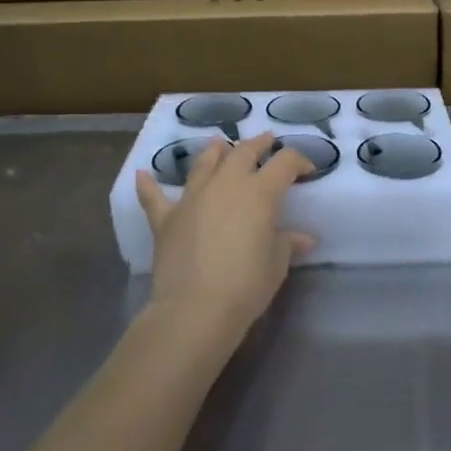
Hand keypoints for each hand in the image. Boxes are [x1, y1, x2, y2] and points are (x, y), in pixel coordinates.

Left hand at [136, 133, 316, 351]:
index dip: (299, 161)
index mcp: (259, 192)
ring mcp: (192, 197)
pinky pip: (154, 196)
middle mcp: (226, 184)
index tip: (307, 171)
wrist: (196, 308)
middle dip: (259, 144)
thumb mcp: (276, 264)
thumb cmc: (247, 285)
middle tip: (268, 142)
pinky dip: (148, 184)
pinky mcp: (165, 217)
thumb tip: (302, 238)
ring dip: (215, 151)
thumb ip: (286, 243)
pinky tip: (143, 174)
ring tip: (220, 144)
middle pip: (244, 151)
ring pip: (204, 163)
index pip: (285, 163)